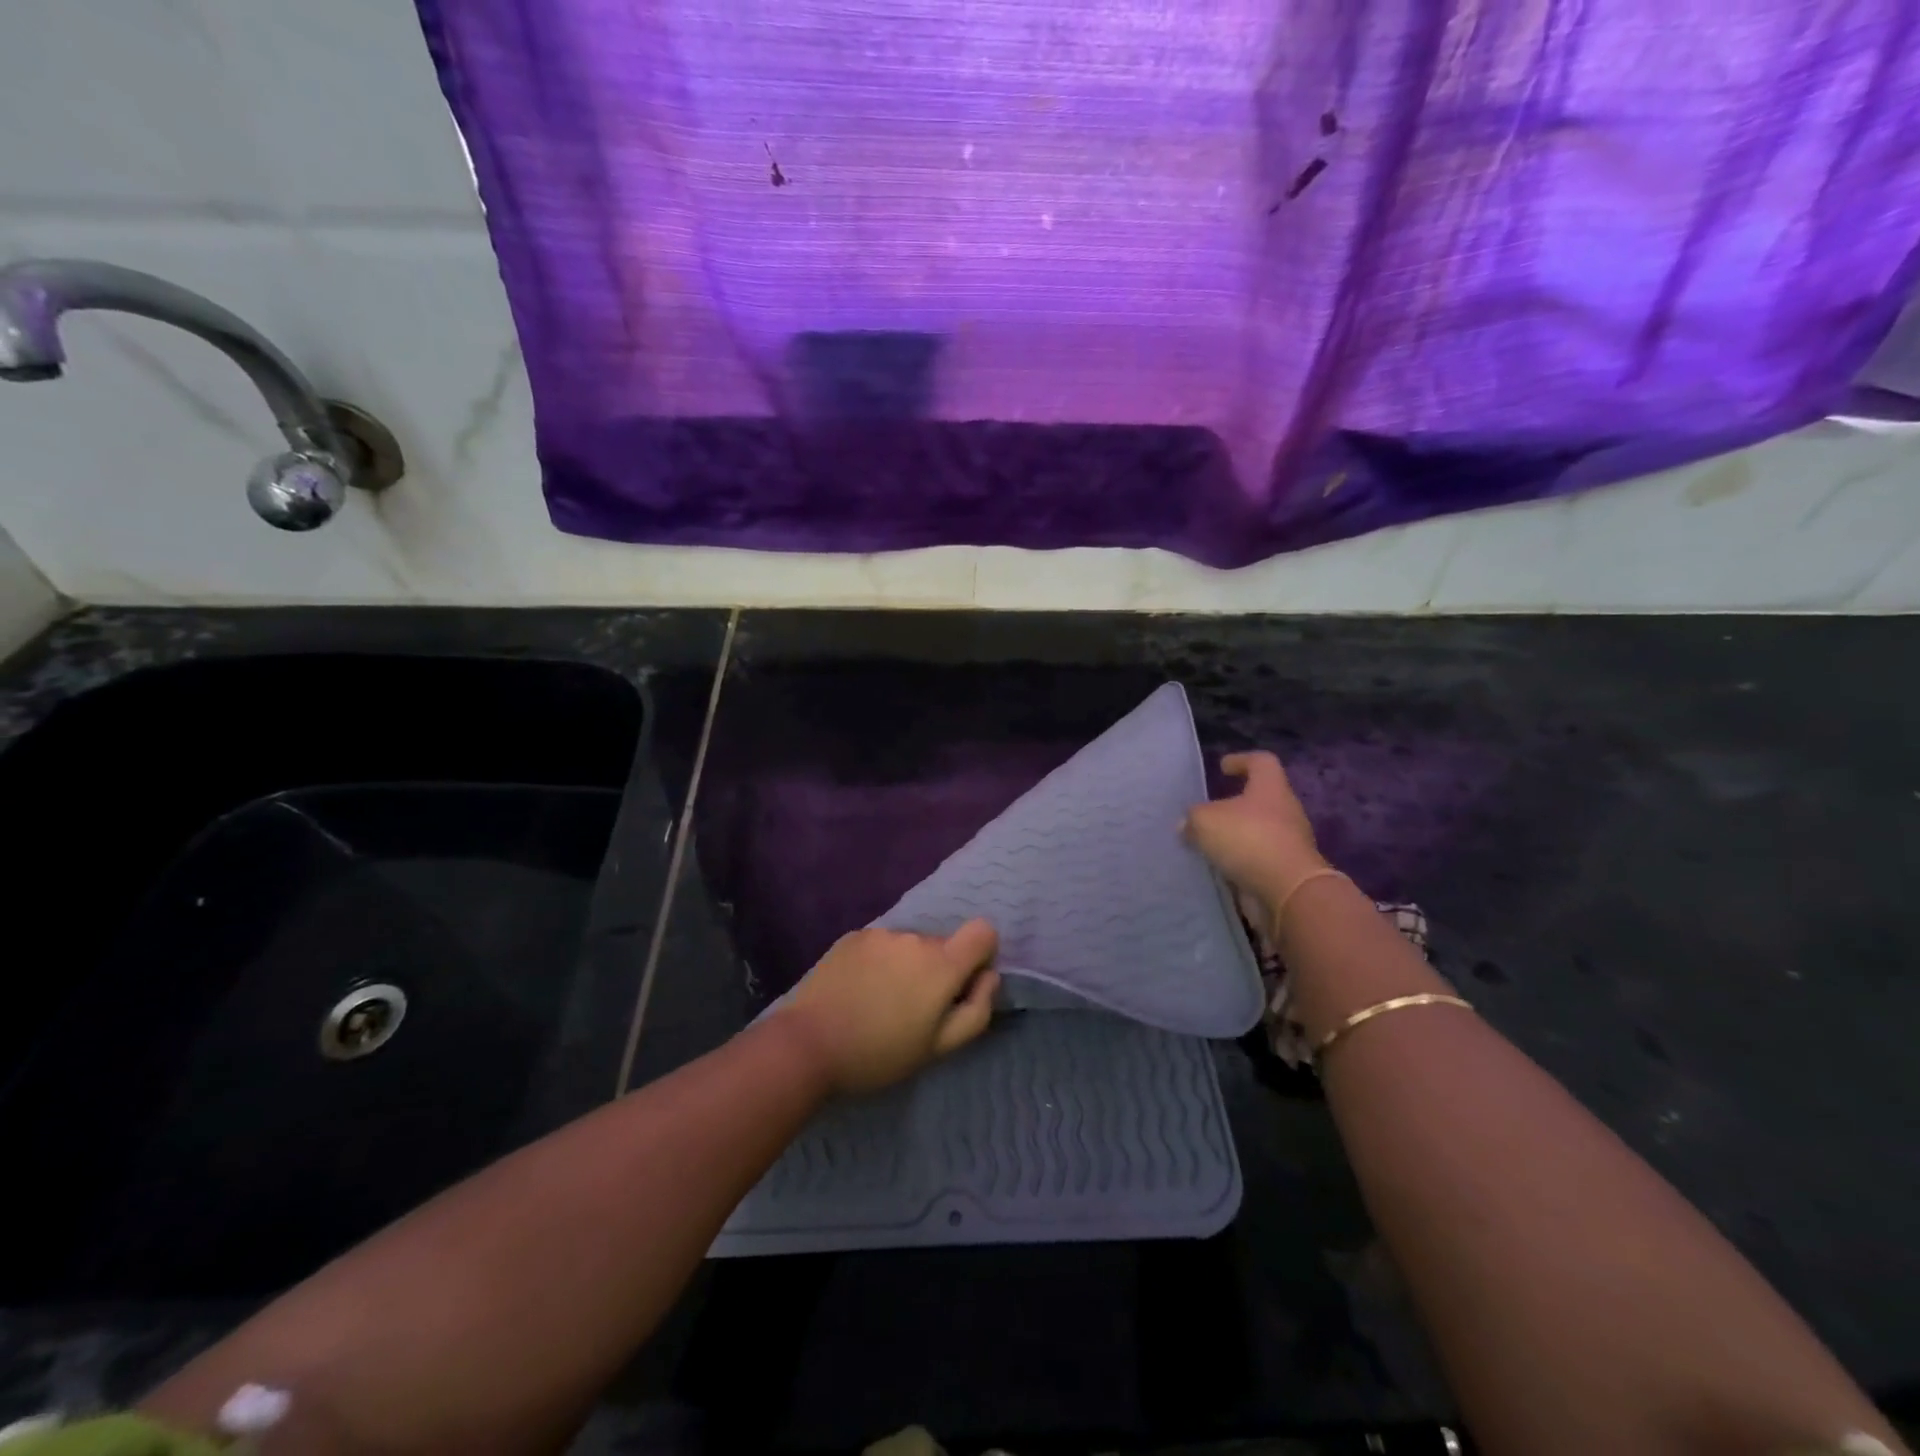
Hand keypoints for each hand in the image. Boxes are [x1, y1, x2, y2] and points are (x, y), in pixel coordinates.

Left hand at [778, 920, 1000, 1094]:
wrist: (809, 1043)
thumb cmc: (880, 1053)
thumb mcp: (939, 1047)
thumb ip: (976, 1010)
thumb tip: (988, 977)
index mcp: (942, 963)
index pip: (983, 932)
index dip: (981, 955)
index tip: (963, 985)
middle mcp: (915, 938)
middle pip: (943, 945)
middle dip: (938, 970)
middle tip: (913, 1009)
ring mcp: (882, 934)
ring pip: (910, 946)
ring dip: (907, 966)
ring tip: (880, 1001)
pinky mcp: (853, 936)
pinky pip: (882, 945)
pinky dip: (880, 962)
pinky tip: (859, 990)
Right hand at [1183, 751, 1325, 935]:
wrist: (1288, 891)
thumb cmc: (1248, 839)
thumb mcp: (1205, 821)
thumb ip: (1193, 818)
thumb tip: (1186, 824)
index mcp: (1270, 788)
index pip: (1261, 762)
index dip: (1241, 760)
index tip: (1223, 767)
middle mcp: (1285, 810)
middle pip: (1260, 798)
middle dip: (1234, 804)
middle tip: (1208, 811)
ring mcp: (1289, 842)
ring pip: (1258, 830)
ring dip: (1235, 835)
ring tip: (1207, 843)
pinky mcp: (1287, 870)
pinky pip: (1258, 858)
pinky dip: (1240, 860)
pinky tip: (1218, 867)